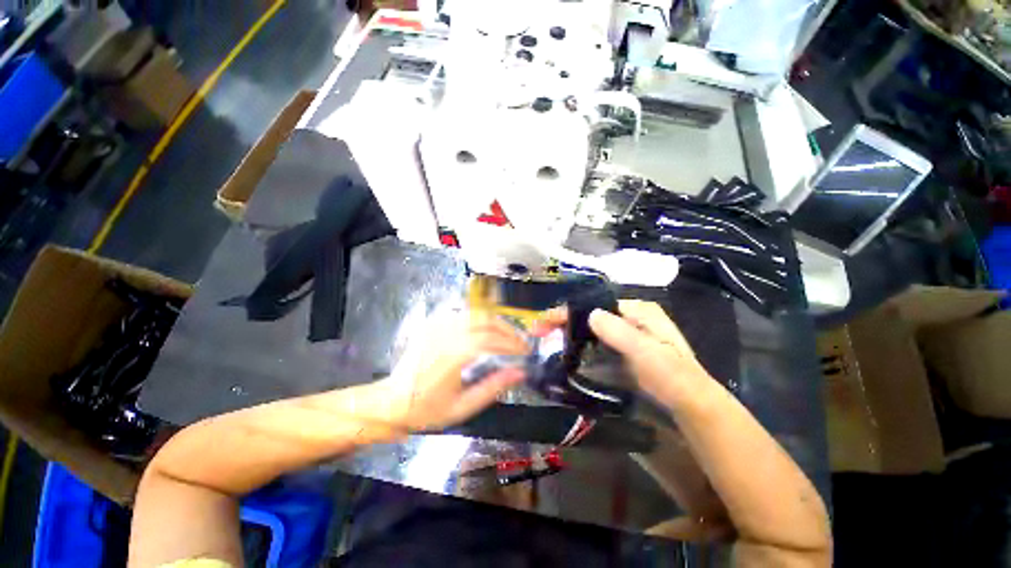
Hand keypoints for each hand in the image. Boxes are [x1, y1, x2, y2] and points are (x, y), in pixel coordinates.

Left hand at [379, 310, 528, 431]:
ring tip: (507, 334)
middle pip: (485, 321)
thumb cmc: (426, 409)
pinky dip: (479, 317)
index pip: (490, 340)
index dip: (511, 344)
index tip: (525, 352)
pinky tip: (486, 327)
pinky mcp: (433, 323)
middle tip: (520, 342)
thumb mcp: (462, 407)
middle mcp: (445, 334)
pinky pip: (461, 312)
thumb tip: (520, 372)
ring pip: (475, 312)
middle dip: (508, 330)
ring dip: (496, 321)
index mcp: (452, 355)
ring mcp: (437, 325)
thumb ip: (492, 387)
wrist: (391, 401)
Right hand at [534, 300, 710, 407]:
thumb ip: (619, 332)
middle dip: (566, 321)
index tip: (546, 320)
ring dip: (571, 332)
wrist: (689, 402)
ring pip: (592, 328)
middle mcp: (630, 316)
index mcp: (637, 309)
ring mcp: (627, 332)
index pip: (595, 305)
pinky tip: (567, 350)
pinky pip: (597, 341)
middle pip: (591, 314)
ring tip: (547, 338)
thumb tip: (590, 314)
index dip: (570, 311)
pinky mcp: (623, 348)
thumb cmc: (672, 375)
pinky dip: (582, 344)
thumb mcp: (647, 352)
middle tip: (541, 330)